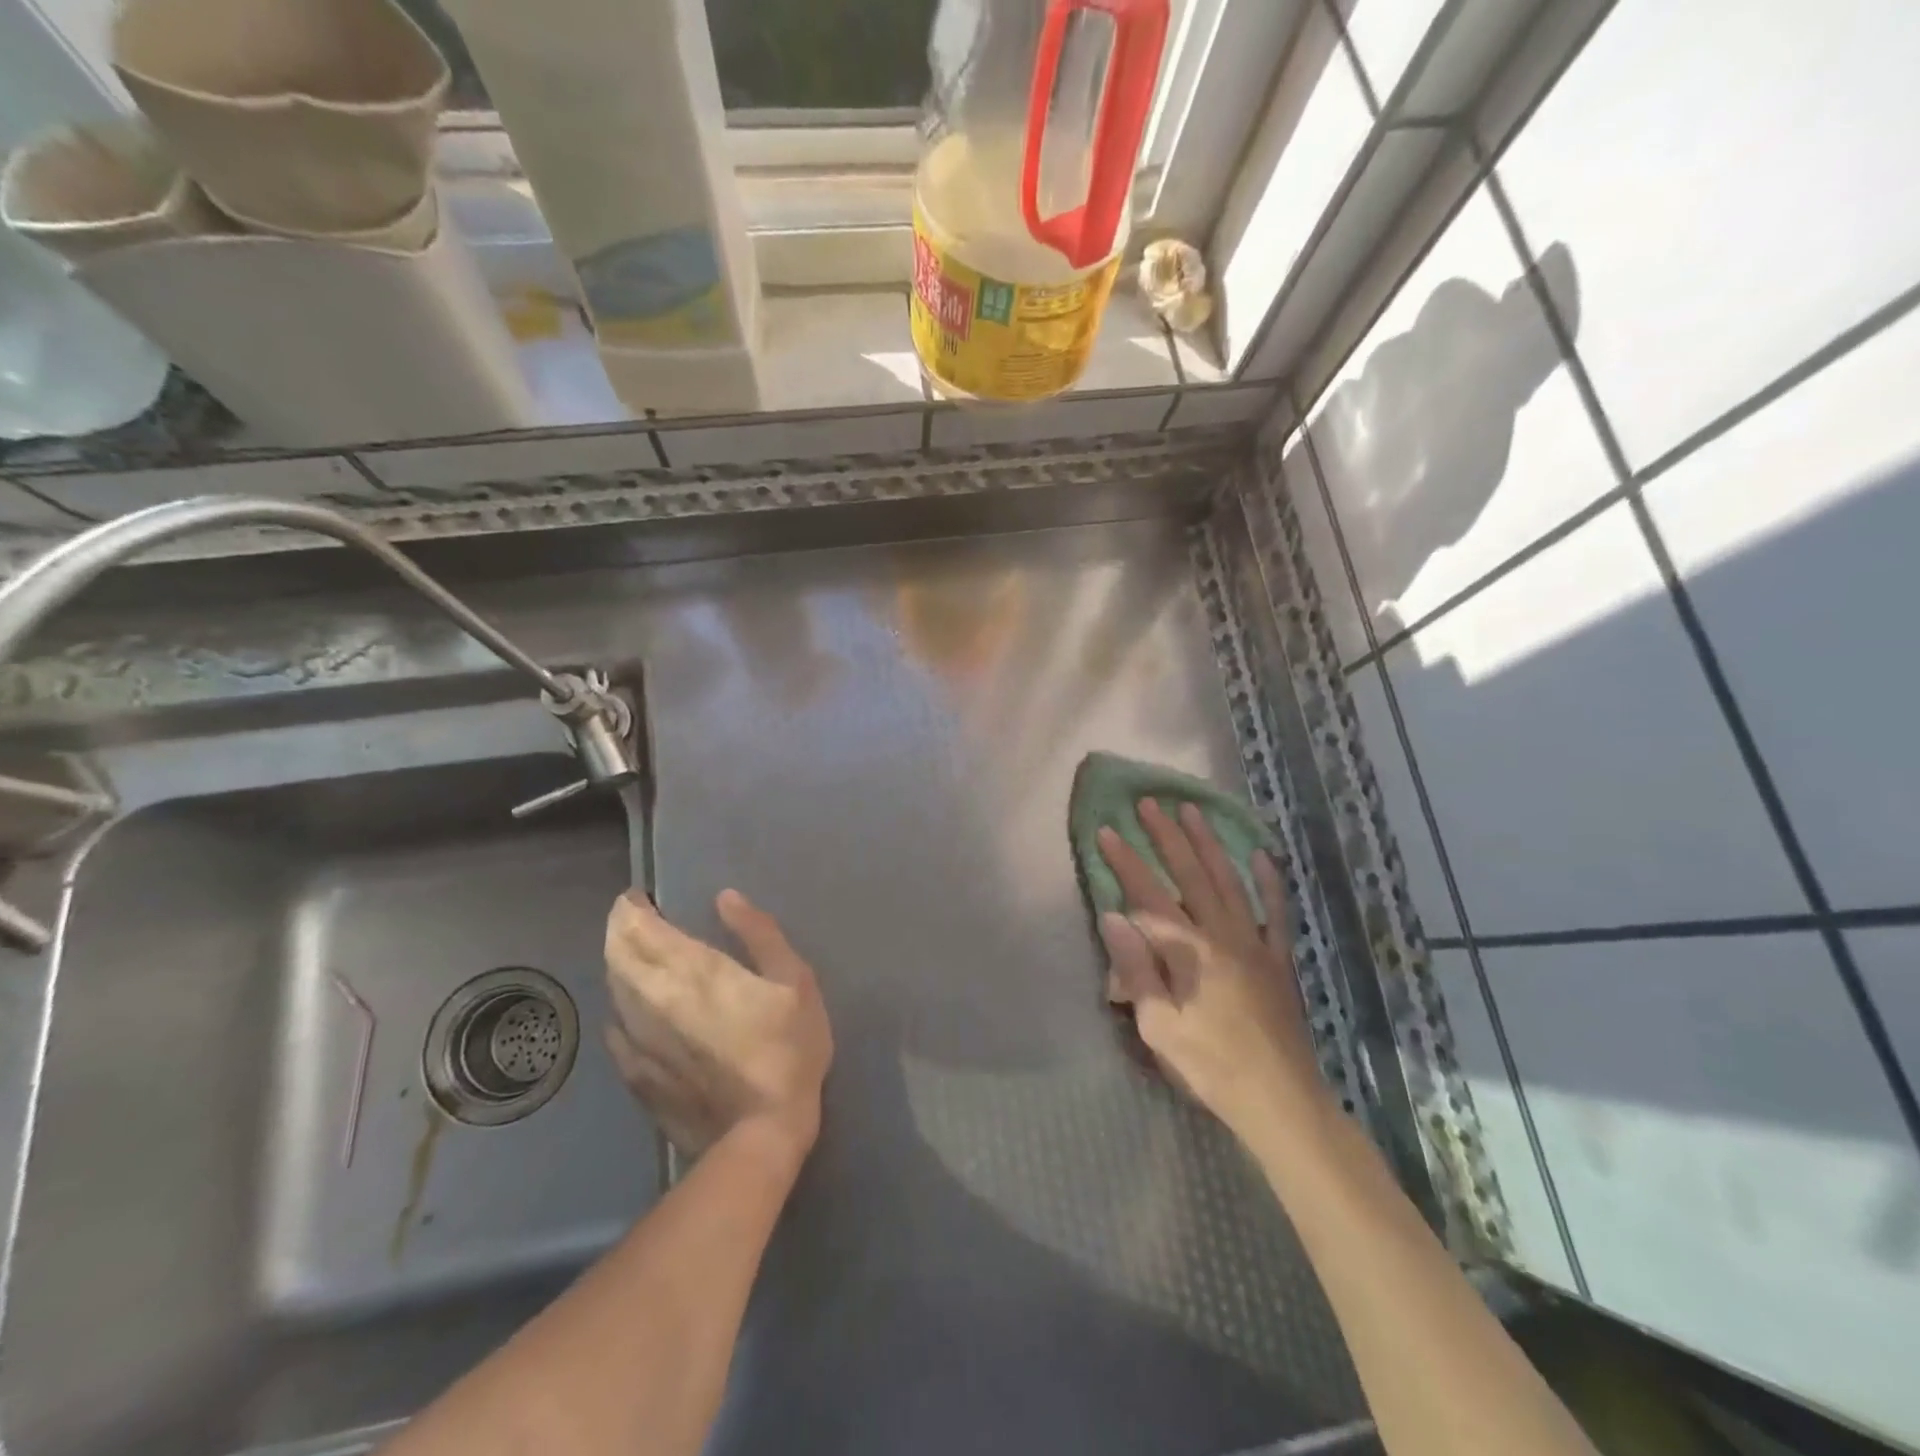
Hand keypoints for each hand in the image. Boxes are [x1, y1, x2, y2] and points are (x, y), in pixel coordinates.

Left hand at [603, 889, 833, 1163]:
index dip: (631, 908)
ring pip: (613, 989)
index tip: (639, 897)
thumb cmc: (787, 1048)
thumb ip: (759, 933)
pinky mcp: (637, 1074)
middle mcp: (654, 998)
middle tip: (632, 917)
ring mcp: (640, 1040)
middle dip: (618, 929)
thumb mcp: (795, 981)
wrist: (760, 1133)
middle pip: (617, 954)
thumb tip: (725, 898)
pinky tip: (630, 1010)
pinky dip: (619, 1008)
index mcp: (693, 970)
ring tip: (634, 954)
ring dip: (618, 964)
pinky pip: (615, 1030)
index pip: (642, 928)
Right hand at [1097, 800, 1325, 1138]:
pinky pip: (1275, 911)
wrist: (1279, 1100)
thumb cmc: (1209, 1067)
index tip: (1105, 831)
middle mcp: (1222, 935)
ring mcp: (1255, 943)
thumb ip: (1137, 969)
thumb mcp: (1158, 1027)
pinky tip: (1260, 855)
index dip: (1125, 862)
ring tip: (1192, 811)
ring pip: (1229, 881)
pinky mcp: (1278, 958)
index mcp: (1189, 952)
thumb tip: (1113, 916)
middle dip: (1166, 837)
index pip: (1148, 896)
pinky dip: (1268, 881)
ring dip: (1209, 844)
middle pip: (1189, 875)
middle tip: (1149, 803)